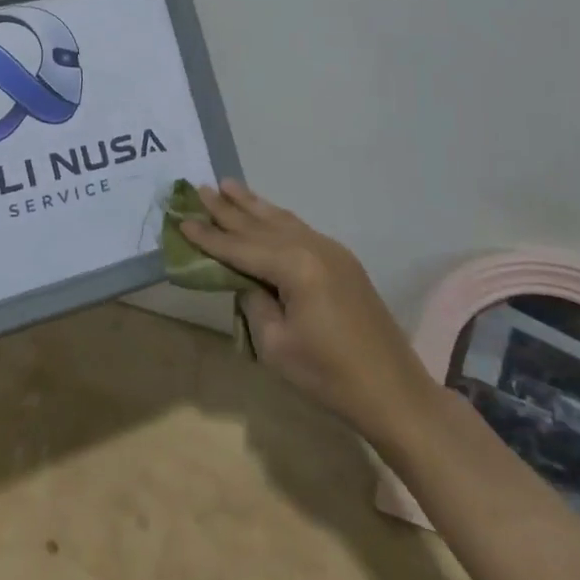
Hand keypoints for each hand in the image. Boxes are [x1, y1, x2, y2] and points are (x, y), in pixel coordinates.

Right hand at [181, 180, 437, 448]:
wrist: (396, 394)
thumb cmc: (331, 377)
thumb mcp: (276, 346)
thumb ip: (254, 302)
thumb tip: (248, 281)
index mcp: (294, 266)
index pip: (240, 246)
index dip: (209, 236)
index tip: (182, 219)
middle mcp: (312, 246)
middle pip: (259, 224)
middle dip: (227, 208)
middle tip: (199, 188)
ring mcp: (331, 250)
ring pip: (281, 219)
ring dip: (252, 204)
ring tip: (227, 185)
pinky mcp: (342, 261)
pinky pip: (299, 229)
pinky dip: (276, 218)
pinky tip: (265, 211)